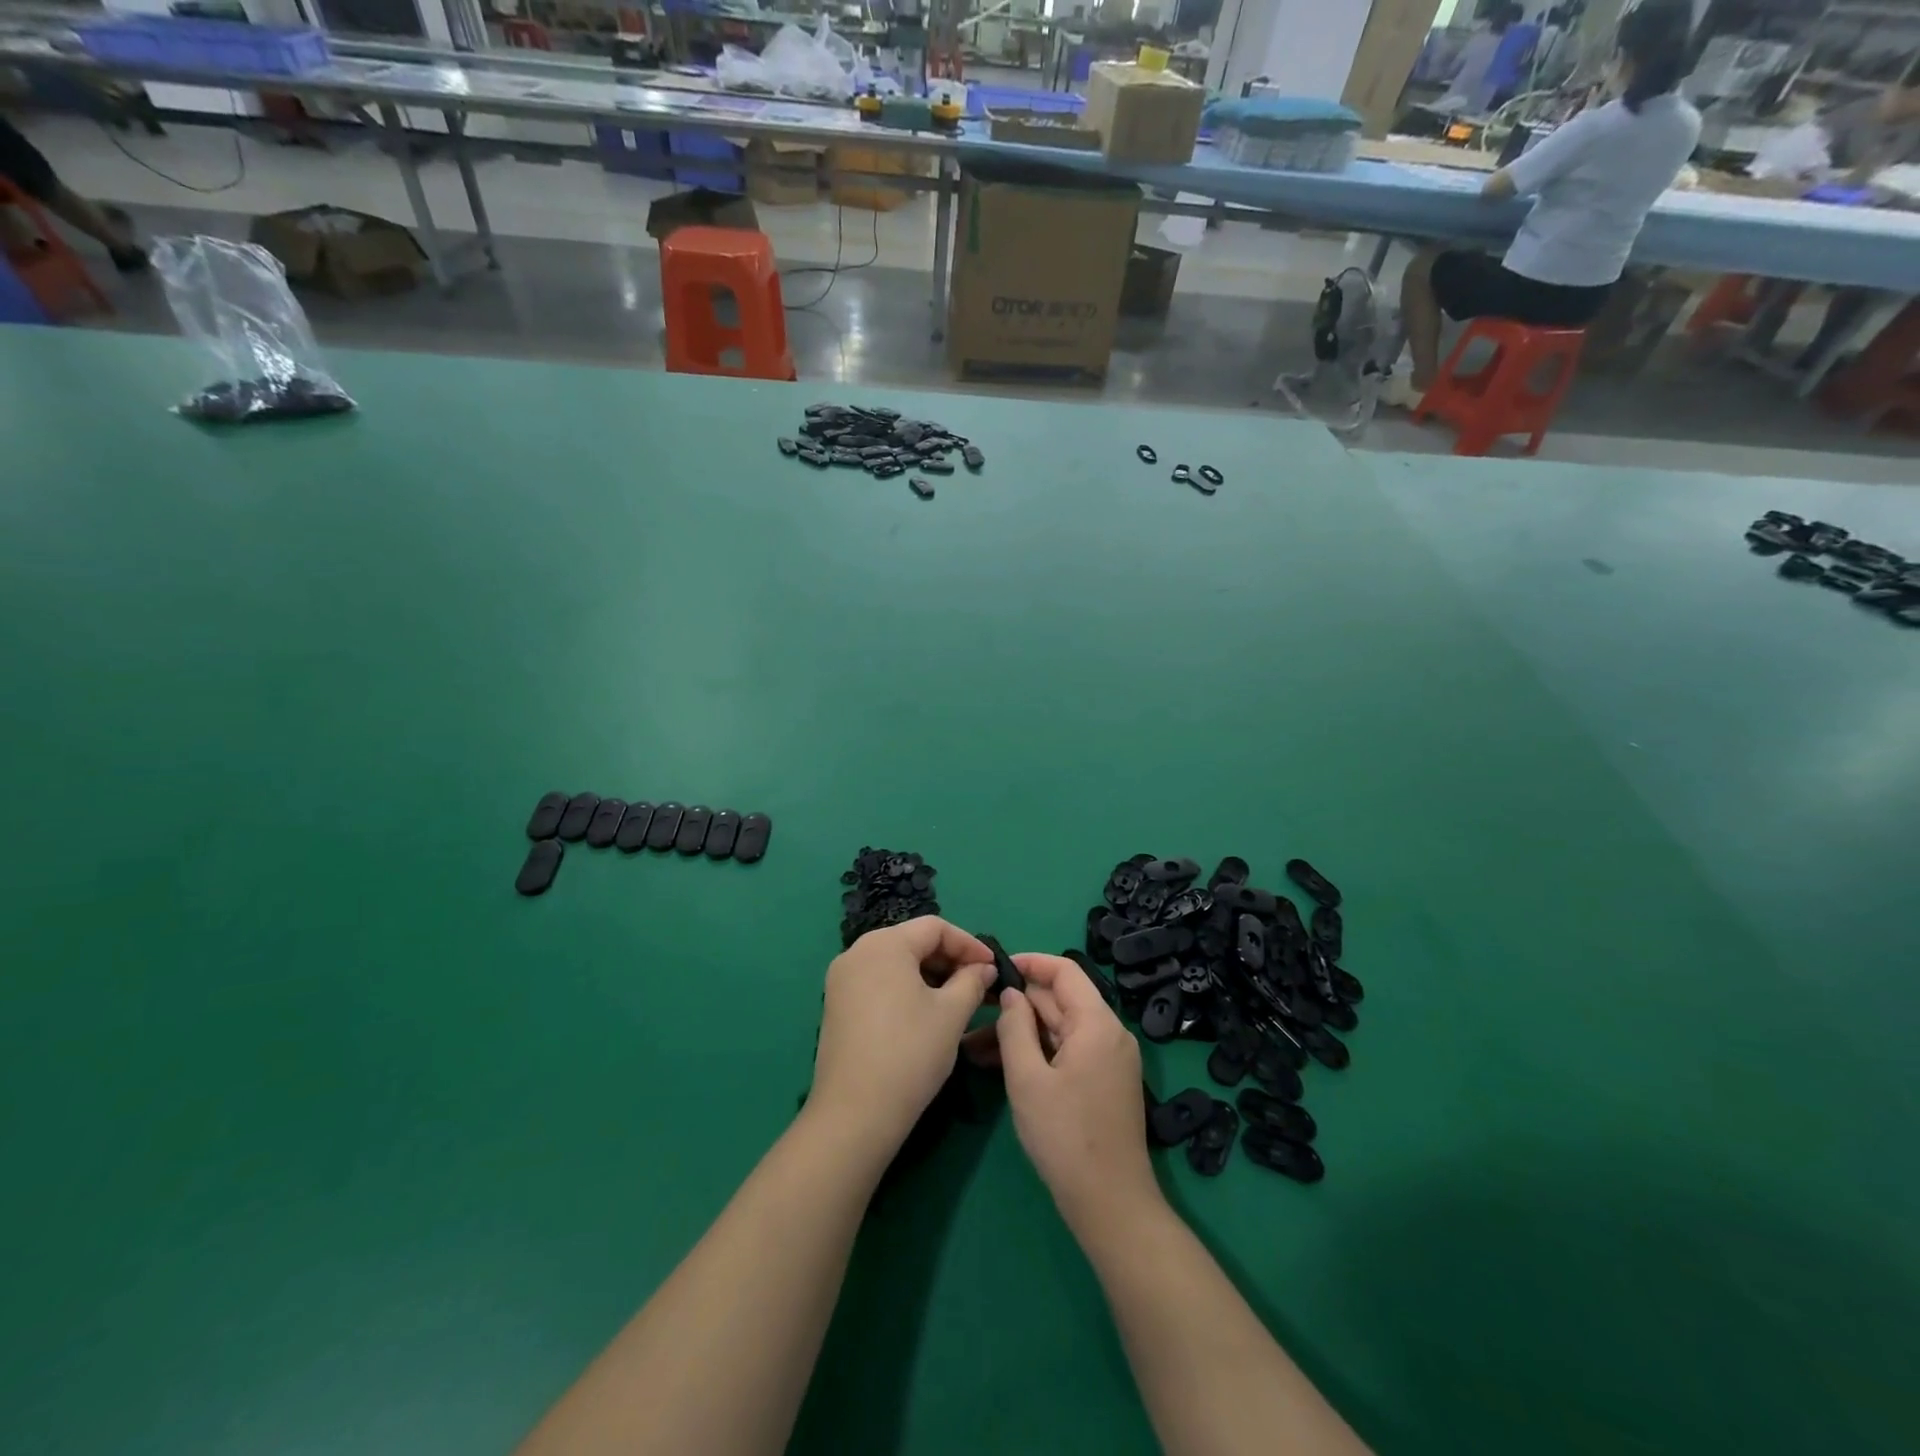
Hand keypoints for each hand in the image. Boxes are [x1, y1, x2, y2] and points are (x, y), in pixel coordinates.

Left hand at [807, 917, 997, 1161]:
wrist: (855, 1113)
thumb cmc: (910, 1053)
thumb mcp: (951, 1014)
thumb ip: (972, 981)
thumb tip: (983, 968)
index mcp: (884, 944)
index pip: (935, 927)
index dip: (969, 944)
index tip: (993, 967)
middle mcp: (857, 952)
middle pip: (912, 941)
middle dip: (949, 959)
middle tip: (979, 985)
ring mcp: (842, 979)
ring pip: (896, 963)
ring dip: (930, 975)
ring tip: (958, 1001)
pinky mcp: (837, 1005)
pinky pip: (879, 982)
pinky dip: (907, 989)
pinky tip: (926, 1013)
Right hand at [993, 953, 1159, 1237]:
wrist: (1111, 1204)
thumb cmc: (1065, 1137)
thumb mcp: (1027, 1079)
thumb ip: (1015, 1028)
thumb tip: (1010, 993)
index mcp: (1098, 1023)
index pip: (1065, 971)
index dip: (1030, 963)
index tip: (995, 967)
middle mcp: (1111, 1033)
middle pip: (1060, 1001)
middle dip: (1017, 1006)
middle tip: (973, 1014)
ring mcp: (1110, 1059)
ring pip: (1060, 1029)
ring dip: (1022, 1032)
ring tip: (975, 1047)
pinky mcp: (1105, 1081)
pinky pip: (1068, 1051)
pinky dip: (1038, 1052)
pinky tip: (1002, 1065)